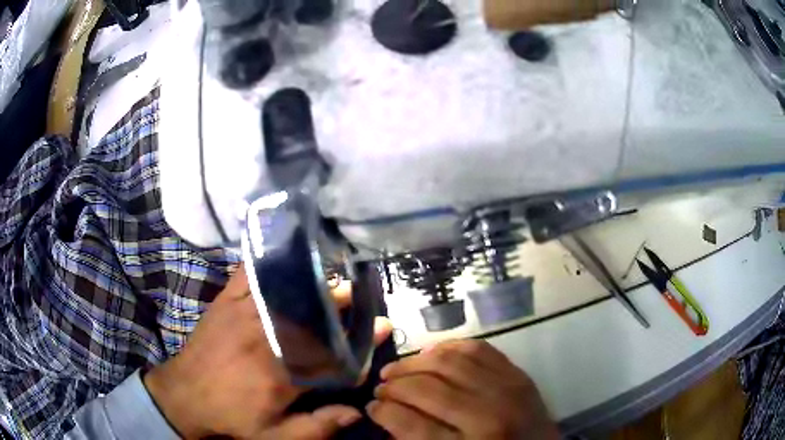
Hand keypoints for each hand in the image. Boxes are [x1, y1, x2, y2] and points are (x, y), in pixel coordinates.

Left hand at [144, 265, 391, 438]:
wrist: (184, 395)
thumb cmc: (231, 417)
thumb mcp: (273, 436)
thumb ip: (316, 428)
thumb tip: (356, 413)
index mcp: (281, 374)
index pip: (331, 352)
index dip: (360, 340)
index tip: (382, 325)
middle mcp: (266, 338)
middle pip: (311, 316)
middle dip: (339, 303)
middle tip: (360, 292)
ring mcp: (243, 314)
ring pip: (287, 293)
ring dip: (313, 284)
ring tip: (332, 276)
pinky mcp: (226, 301)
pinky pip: (250, 274)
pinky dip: (268, 263)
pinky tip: (283, 254)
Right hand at [368, 340, 558, 439]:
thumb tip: (386, 416)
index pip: (412, 426)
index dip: (384, 413)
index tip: (371, 406)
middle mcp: (489, 415)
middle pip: (428, 390)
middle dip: (395, 386)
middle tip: (380, 387)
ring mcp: (508, 388)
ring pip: (449, 362)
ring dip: (414, 363)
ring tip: (396, 369)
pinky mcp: (517, 373)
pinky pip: (477, 348)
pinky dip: (448, 347)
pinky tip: (430, 354)